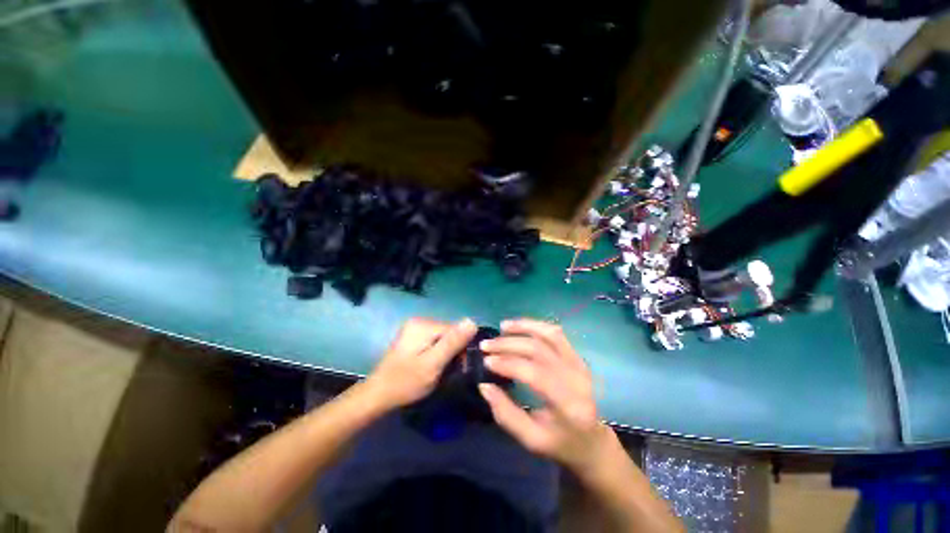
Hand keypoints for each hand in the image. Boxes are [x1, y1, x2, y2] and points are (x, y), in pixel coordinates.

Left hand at [363, 317, 477, 412]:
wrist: (378, 395)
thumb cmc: (406, 382)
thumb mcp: (433, 364)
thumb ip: (453, 342)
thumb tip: (472, 321)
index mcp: (423, 325)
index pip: (455, 329)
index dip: (461, 348)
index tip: (459, 368)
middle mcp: (419, 321)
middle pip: (448, 332)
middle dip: (452, 351)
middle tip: (447, 372)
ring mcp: (414, 328)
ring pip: (442, 338)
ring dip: (445, 353)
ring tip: (439, 370)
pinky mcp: (412, 337)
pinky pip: (433, 341)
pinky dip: (436, 353)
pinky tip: (431, 365)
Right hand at [479, 319, 611, 472]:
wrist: (592, 441)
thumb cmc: (560, 444)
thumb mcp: (531, 440)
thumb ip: (506, 414)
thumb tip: (484, 386)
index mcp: (568, 405)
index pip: (536, 374)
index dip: (508, 364)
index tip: (486, 361)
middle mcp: (577, 378)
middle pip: (540, 349)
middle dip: (509, 344)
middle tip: (486, 345)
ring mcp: (580, 364)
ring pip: (550, 334)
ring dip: (524, 327)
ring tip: (502, 326)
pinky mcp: (577, 356)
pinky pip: (556, 334)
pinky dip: (536, 326)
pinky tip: (520, 326)